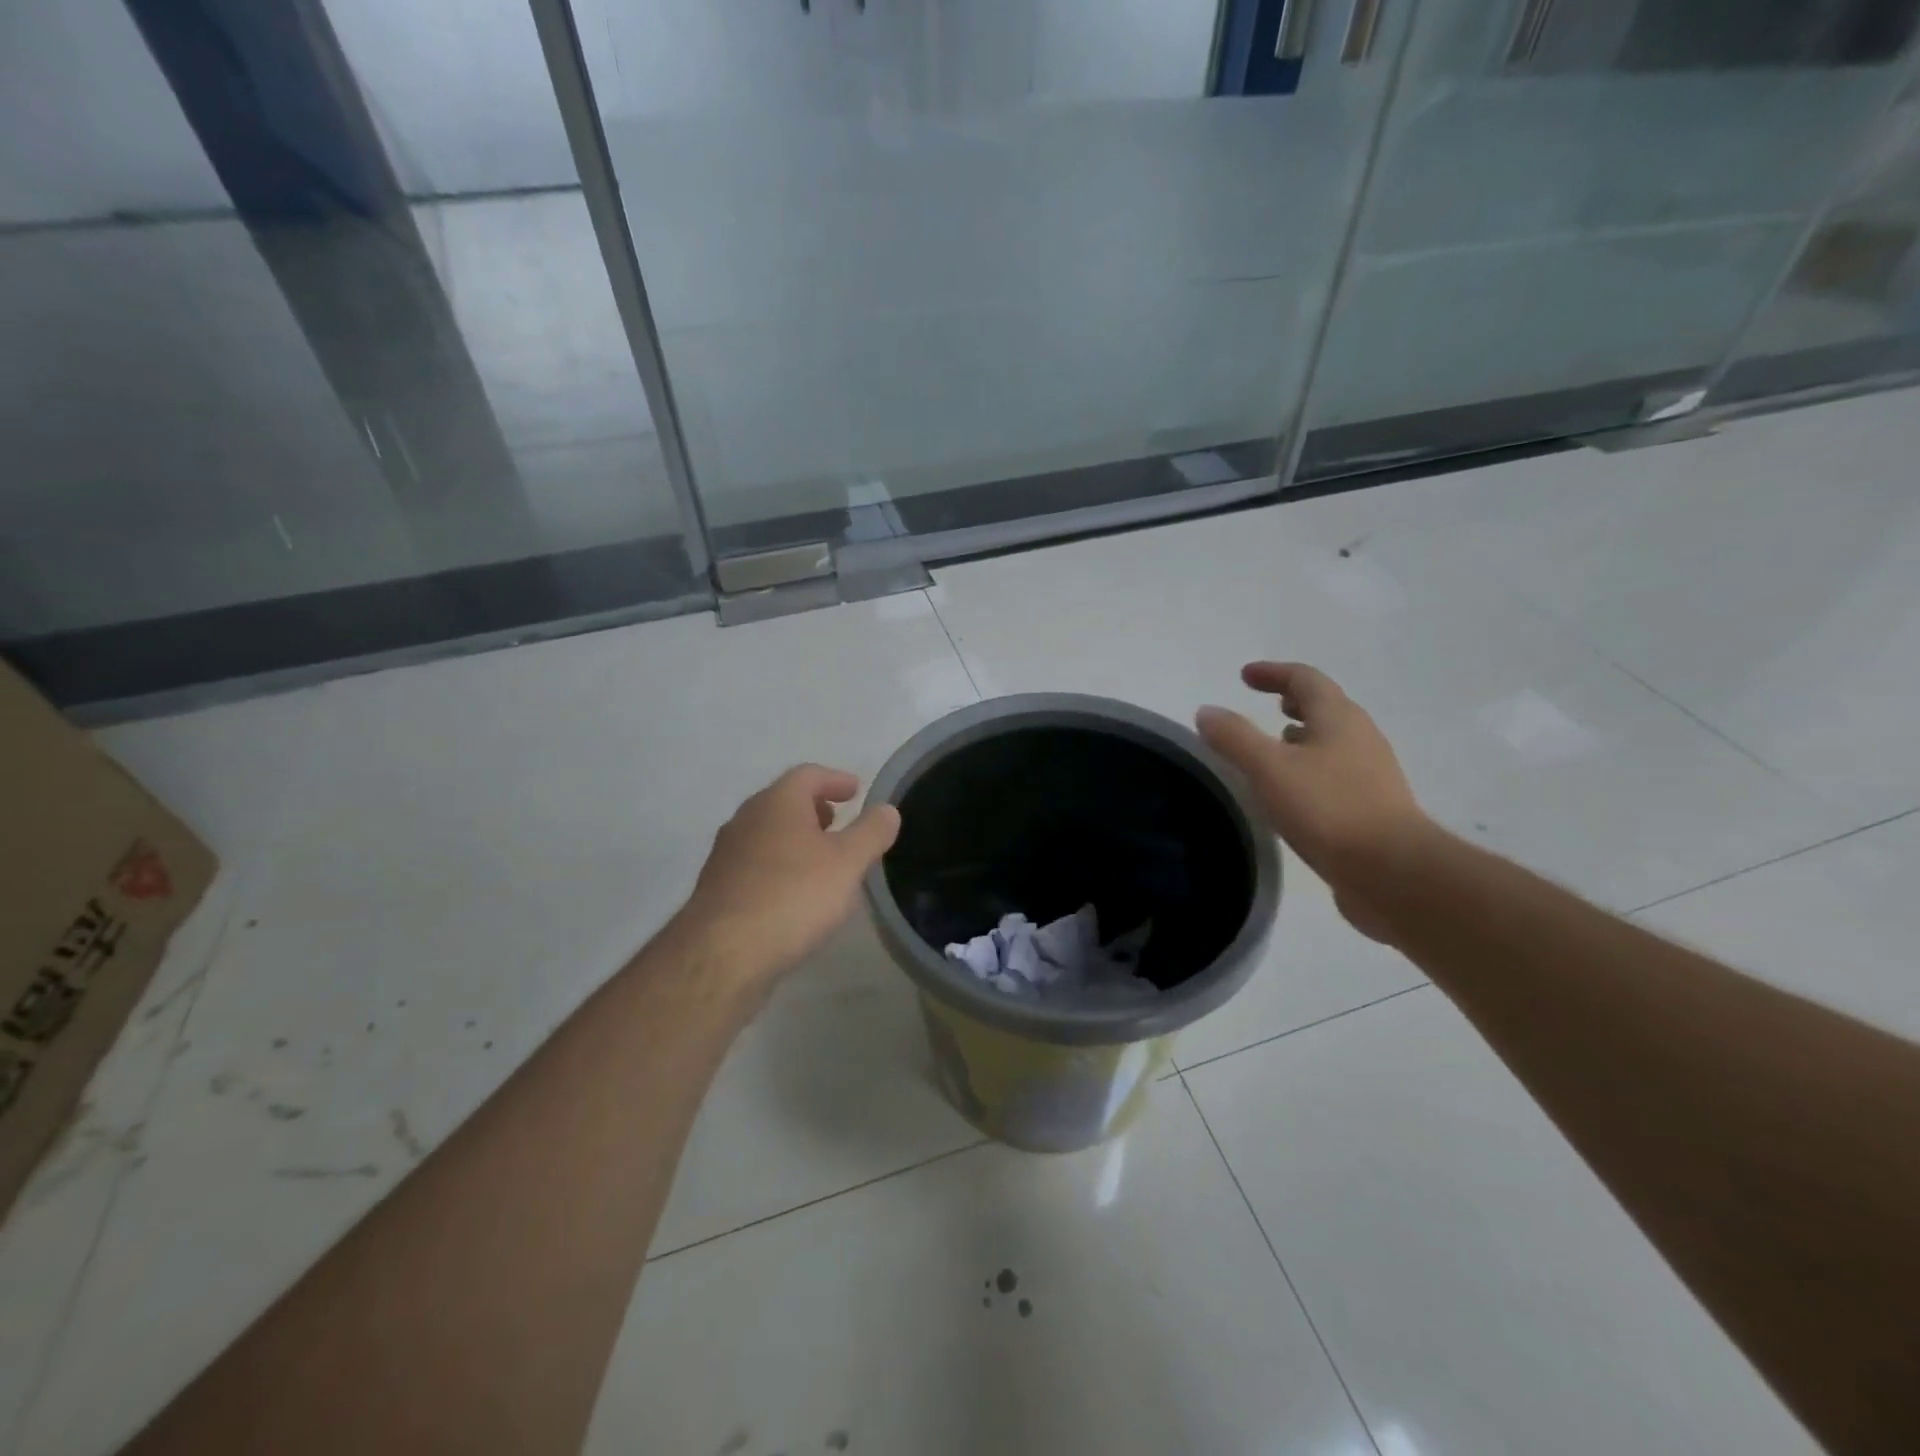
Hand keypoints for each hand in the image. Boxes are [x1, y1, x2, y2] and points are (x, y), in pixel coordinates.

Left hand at [674, 764, 900, 990]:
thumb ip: (871, 832)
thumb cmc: (793, 895)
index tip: (856, 791)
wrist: (723, 954)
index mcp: (777, 803)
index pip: (808, 775)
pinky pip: (755, 866)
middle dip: (814, 809)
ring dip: (795, 840)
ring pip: (767, 835)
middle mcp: (745, 820)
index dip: (835, 779)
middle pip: (783, 802)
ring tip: (822, 861)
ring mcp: (726, 855)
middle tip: (839, 823)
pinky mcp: (717, 890)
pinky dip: (779, 867)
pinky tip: (794, 895)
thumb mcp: (848, 862)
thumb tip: (887, 809)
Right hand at [1197, 663, 1431, 940]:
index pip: (1305, 680)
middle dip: (1293, 701)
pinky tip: (1292, 792)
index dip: (1273, 673)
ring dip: (1302, 736)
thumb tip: (1207, 711)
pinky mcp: (1372, 807)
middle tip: (1265, 704)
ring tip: (1273, 747)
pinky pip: (1334, 773)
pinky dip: (1309, 767)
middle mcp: (1360, 738)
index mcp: (1339, 719)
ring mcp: (1371, 774)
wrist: (1392, 872)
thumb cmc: (1328, 809)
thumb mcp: (1269, 768)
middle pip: (1325, 707)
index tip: (1244, 675)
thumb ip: (1235, 737)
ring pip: (1331, 742)